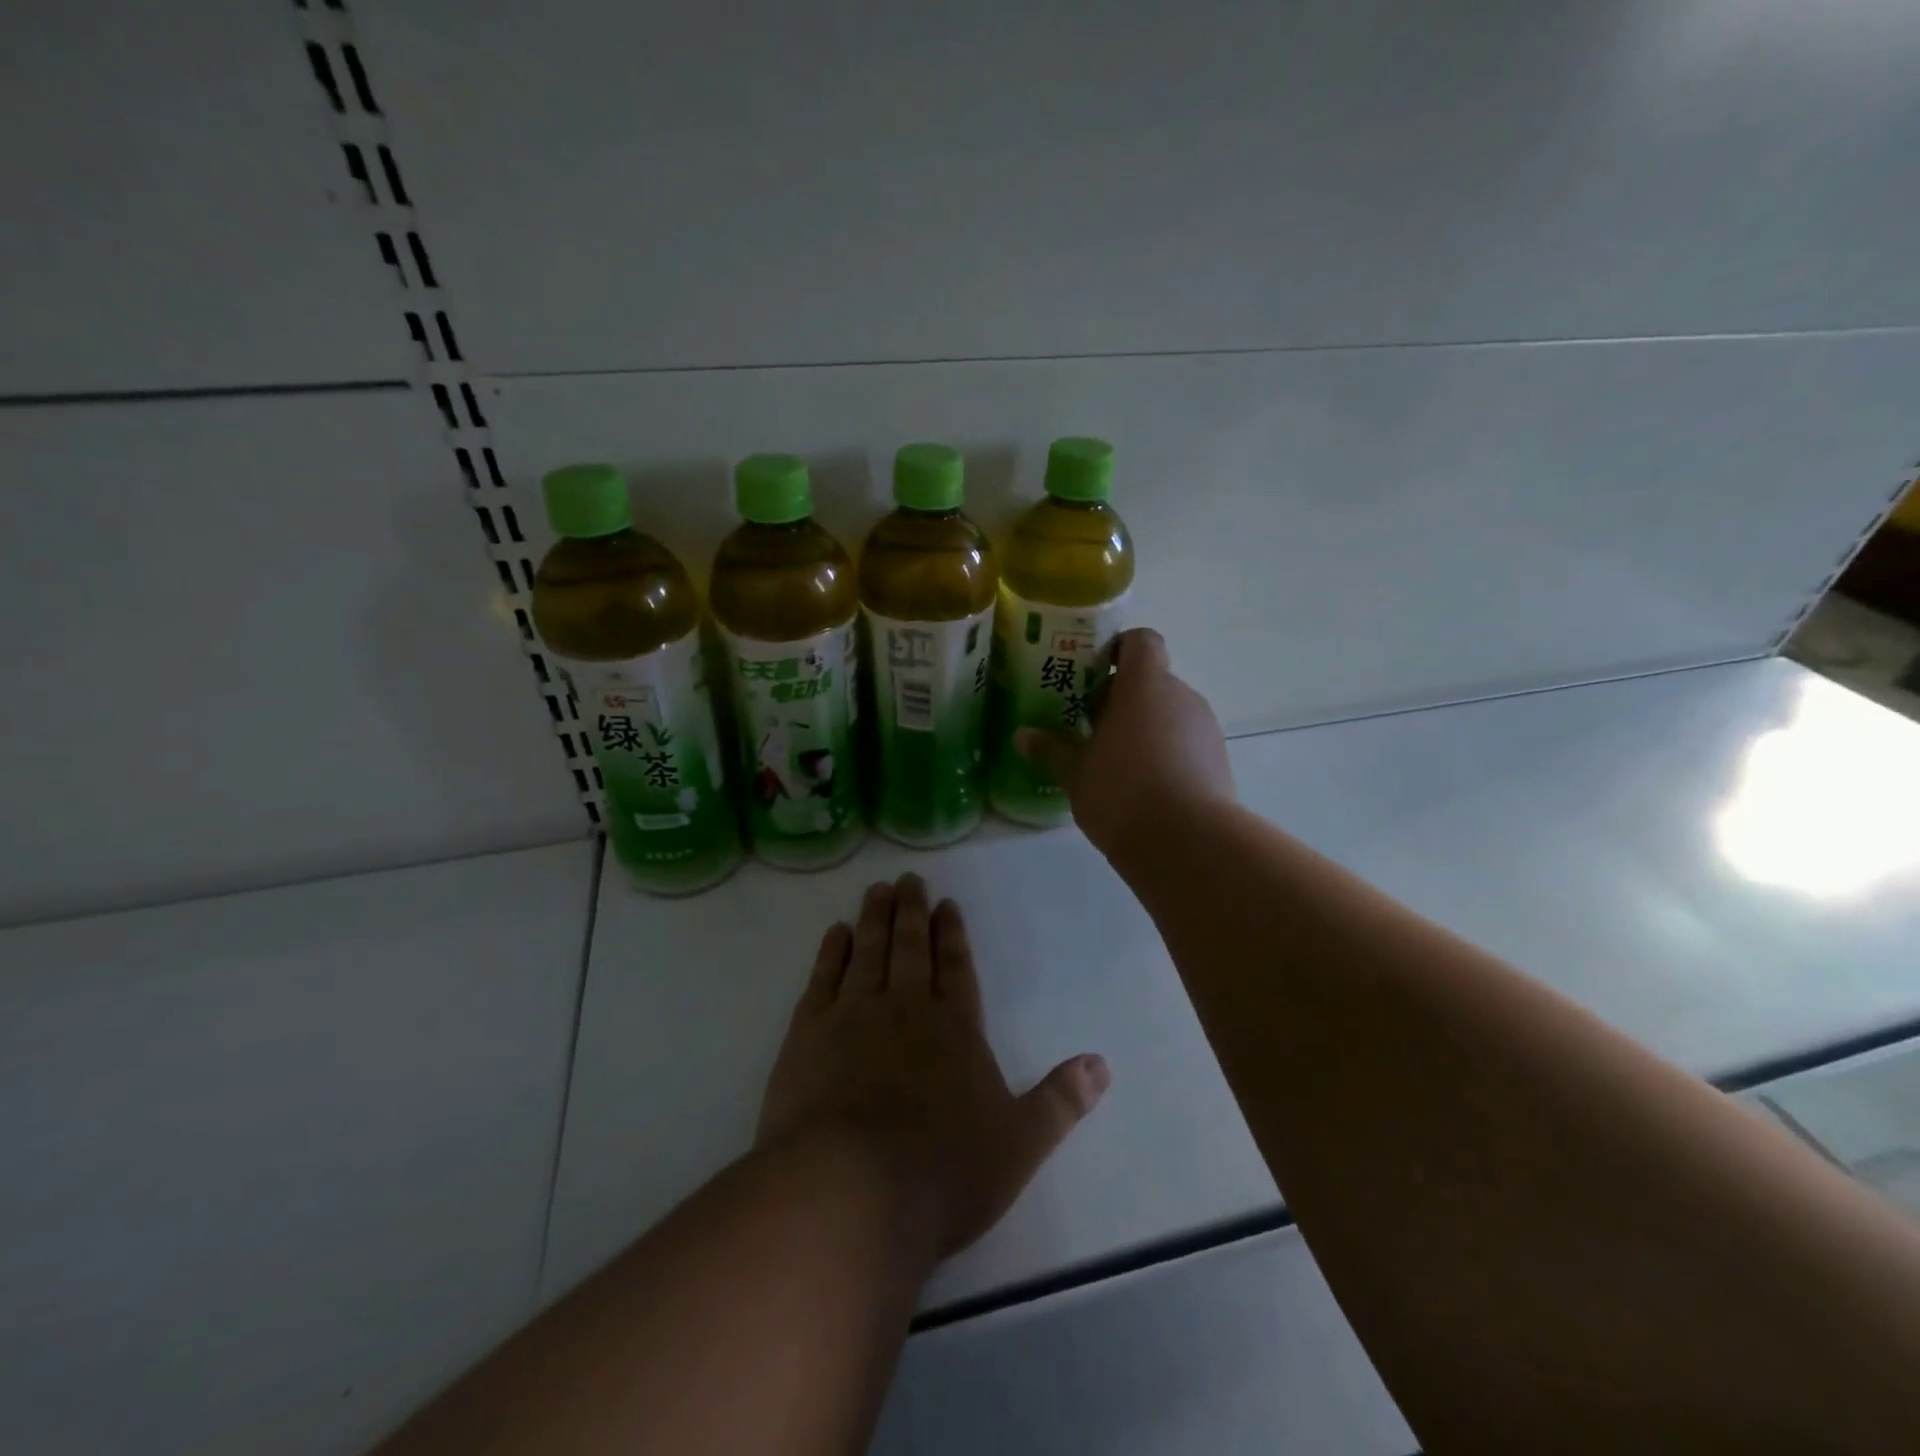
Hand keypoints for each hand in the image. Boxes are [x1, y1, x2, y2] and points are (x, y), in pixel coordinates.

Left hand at [758, 874, 1109, 1258]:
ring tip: (877, 890)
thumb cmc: (942, 1172)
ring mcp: (853, 1017)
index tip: (946, 904)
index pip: (957, 969)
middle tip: (908, 879)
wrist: (850, 1191)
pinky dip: (831, 951)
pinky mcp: (808, 1034)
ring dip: (875, 919)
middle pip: (911, 949)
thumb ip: (1060, 1101)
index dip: (953, 935)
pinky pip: (824, 978)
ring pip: (868, 952)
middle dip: (912, 912)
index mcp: (955, 1031)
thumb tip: (1102, 1064)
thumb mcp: (1018, 1145)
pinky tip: (836, 933)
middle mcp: (906, 1009)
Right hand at [1016, 627, 1234, 857]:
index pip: (1141, 641)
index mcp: (1145, 685)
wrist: (1189, 843)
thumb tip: (1023, 736)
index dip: (1118, 649)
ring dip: (1143, 728)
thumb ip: (1051, 750)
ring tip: (1114, 763)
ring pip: (1168, 713)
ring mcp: (1205, 728)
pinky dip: (1164, 753)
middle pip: (1151, 680)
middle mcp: (1181, 696)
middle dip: (1121, 699)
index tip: (1092, 674)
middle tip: (1090, 728)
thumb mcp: (1075, 773)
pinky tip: (1142, 787)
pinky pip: (1185, 742)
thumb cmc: (1122, 792)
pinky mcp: (1218, 761)